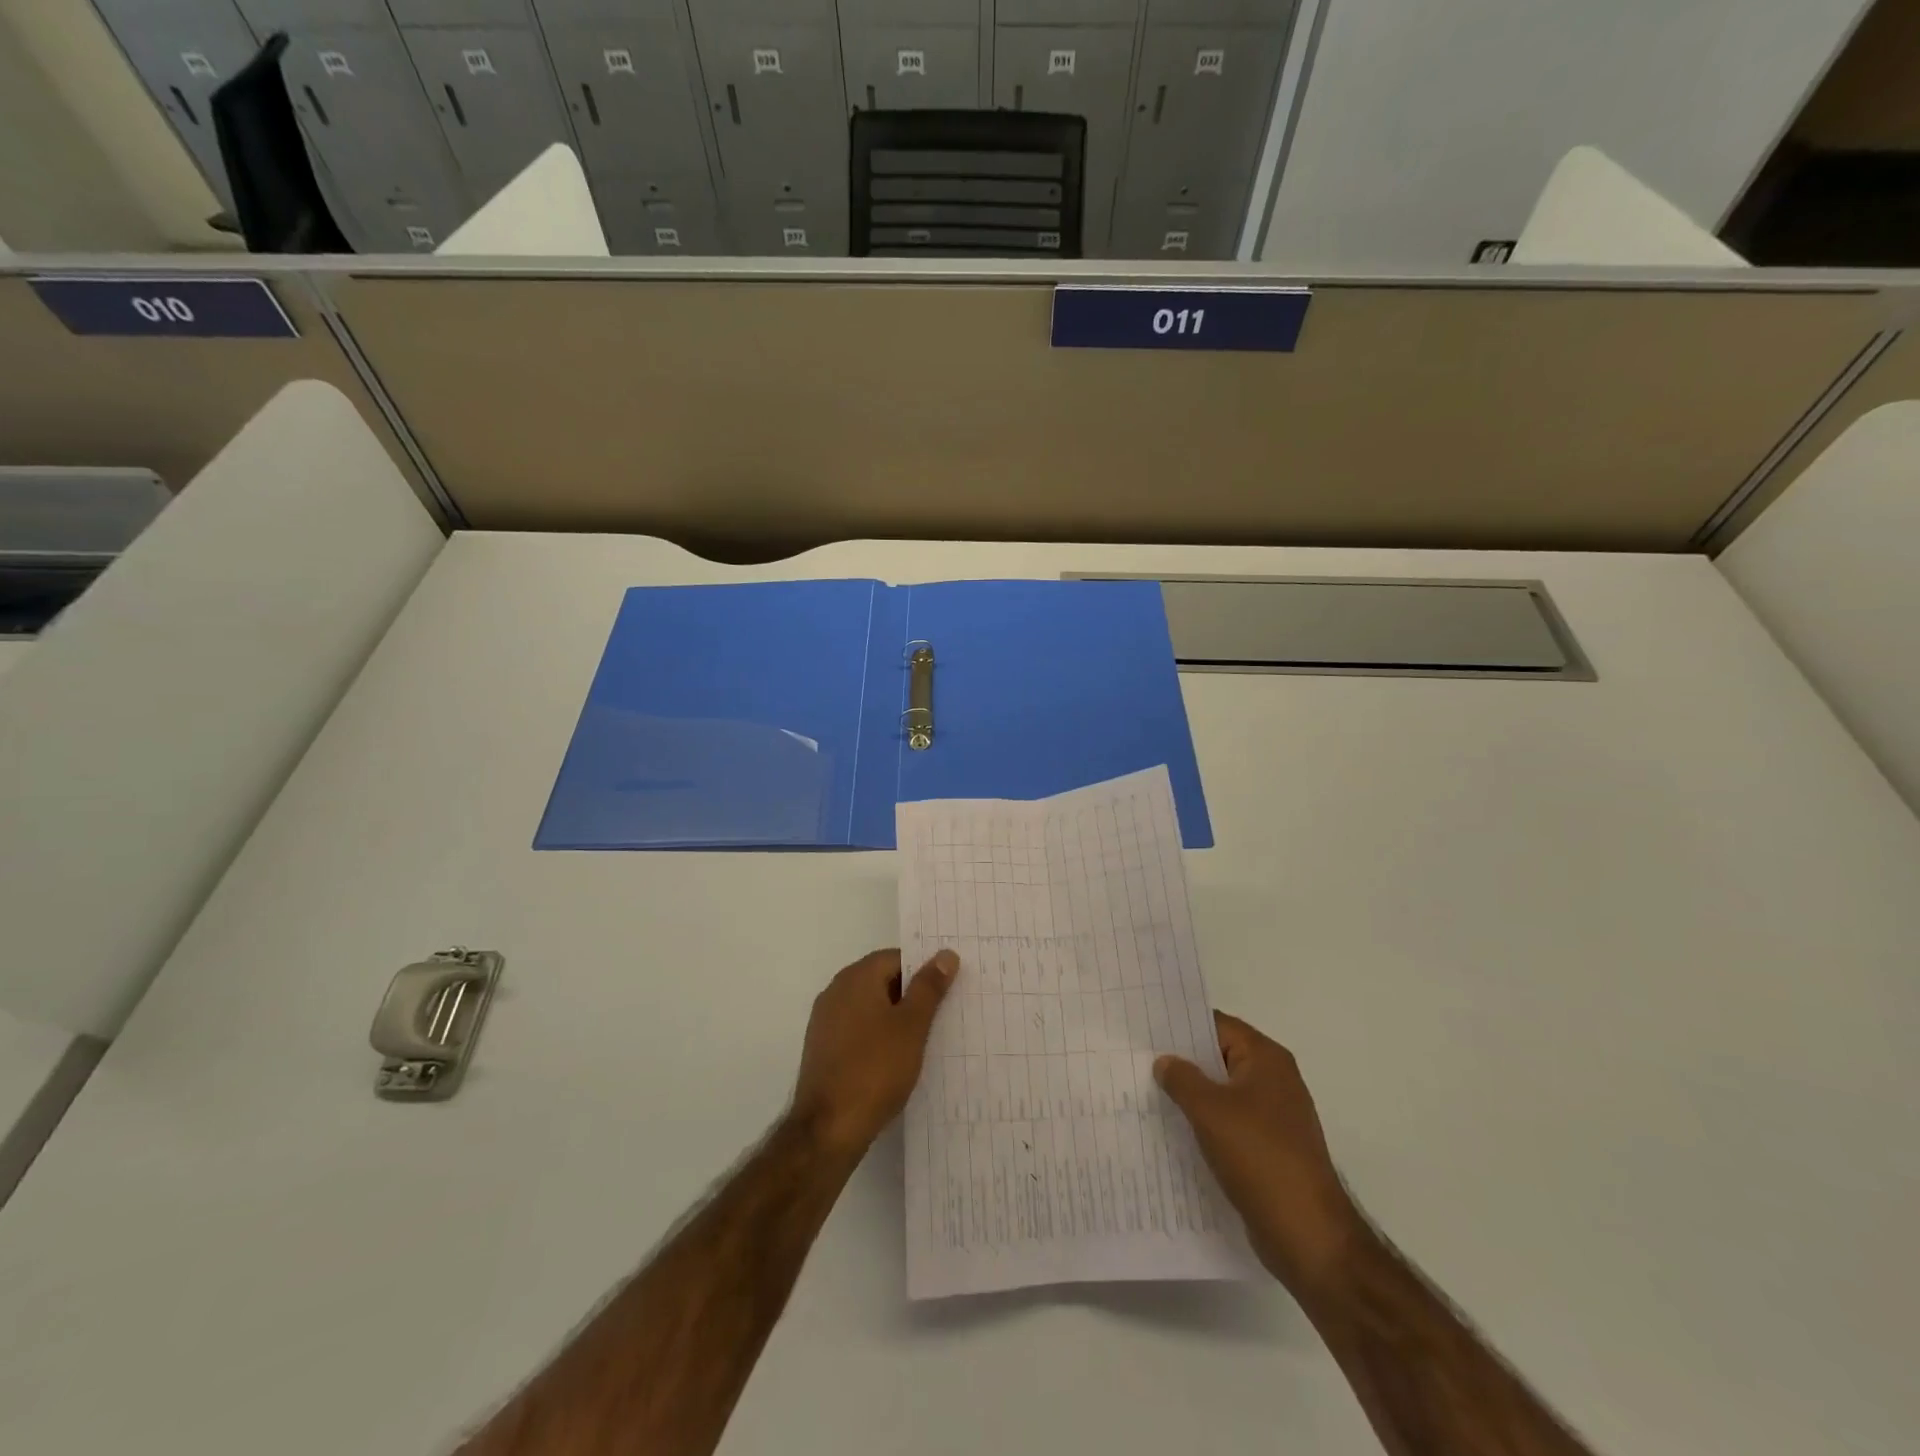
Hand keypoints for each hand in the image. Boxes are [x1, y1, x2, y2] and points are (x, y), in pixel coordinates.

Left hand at [792, 947, 957, 1158]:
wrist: (828, 1128)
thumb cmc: (875, 1069)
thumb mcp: (912, 1026)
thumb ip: (929, 987)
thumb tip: (945, 954)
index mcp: (856, 977)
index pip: (896, 957)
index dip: (923, 970)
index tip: (946, 989)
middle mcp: (836, 991)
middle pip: (881, 979)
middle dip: (910, 994)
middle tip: (942, 1014)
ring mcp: (825, 1020)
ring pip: (869, 1006)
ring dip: (894, 1017)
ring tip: (923, 1039)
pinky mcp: (822, 1048)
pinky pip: (856, 1029)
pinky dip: (877, 1036)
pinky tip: (895, 1059)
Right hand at [1155, 1012, 1361, 1292]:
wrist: (1308, 1235)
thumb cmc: (1259, 1158)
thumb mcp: (1210, 1111)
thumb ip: (1182, 1079)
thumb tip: (1166, 1061)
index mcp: (1266, 1059)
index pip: (1218, 1025)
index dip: (1182, 1026)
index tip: (1146, 1029)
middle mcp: (1275, 1080)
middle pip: (1221, 1057)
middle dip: (1183, 1061)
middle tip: (1139, 1059)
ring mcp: (1275, 1116)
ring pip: (1223, 1092)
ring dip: (1192, 1095)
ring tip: (1148, 1094)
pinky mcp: (1271, 1149)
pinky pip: (1231, 1123)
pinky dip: (1206, 1123)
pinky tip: (1175, 1132)